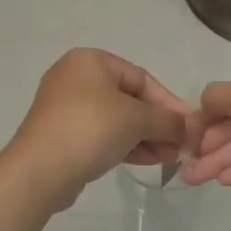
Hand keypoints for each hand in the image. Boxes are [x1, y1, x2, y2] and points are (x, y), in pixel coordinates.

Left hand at [6, 49, 192, 210]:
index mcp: (91, 61)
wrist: (40, 170)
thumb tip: (191, 127)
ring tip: (169, 158)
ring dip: (146, 137)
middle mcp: (75, 78)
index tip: (189, 127)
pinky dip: (125, 144)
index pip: (142, 78)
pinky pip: (101, 134)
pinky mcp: (63, 134)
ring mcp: (66, 108)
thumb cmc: (90, 129)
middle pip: (130, 99)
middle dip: (158, 124)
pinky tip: (146, 160)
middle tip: (181, 146)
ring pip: (117, 119)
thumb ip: (168, 120)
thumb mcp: (137, 119)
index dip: (169, 103)